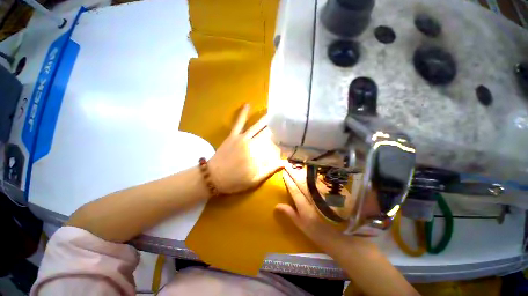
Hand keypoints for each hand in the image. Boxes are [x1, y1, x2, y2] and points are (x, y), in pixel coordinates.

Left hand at [208, 104, 283, 194]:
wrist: (213, 177)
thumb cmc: (235, 181)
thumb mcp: (254, 180)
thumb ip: (270, 170)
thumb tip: (285, 163)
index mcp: (258, 157)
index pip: (274, 147)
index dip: (282, 142)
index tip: (289, 138)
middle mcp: (252, 145)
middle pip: (267, 135)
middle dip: (277, 128)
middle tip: (286, 121)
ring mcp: (242, 138)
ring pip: (257, 127)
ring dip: (266, 120)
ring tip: (275, 113)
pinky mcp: (233, 135)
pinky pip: (239, 123)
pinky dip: (243, 113)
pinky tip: (248, 104)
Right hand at [276, 164, 379, 252]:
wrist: (337, 235)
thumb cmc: (316, 231)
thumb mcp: (300, 224)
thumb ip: (290, 213)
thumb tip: (277, 205)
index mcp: (304, 206)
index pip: (294, 190)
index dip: (289, 181)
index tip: (284, 173)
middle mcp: (313, 198)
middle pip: (302, 183)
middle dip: (294, 174)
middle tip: (289, 166)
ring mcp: (322, 195)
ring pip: (311, 181)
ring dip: (303, 173)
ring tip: (297, 166)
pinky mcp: (330, 194)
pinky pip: (320, 182)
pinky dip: (314, 177)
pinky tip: (311, 172)